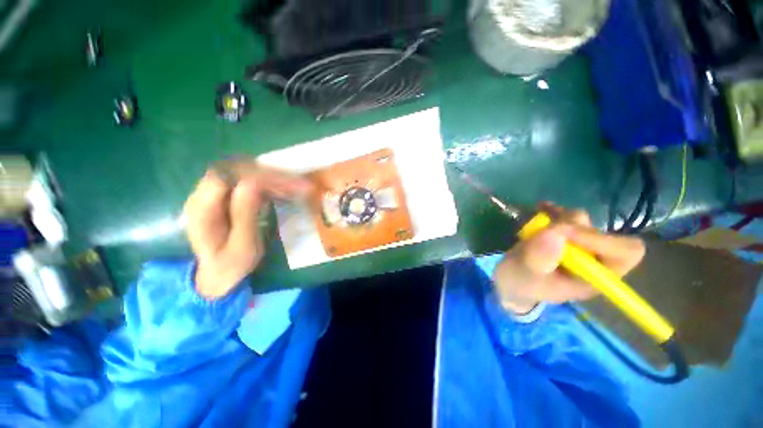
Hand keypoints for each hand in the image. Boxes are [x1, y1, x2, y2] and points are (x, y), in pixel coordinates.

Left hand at [184, 163, 311, 299]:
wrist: (217, 275)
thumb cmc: (231, 265)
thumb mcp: (242, 246)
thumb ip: (245, 215)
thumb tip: (252, 184)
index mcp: (201, 209)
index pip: (226, 176)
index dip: (256, 174)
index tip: (285, 183)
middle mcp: (203, 195)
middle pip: (236, 170)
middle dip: (269, 174)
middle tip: (298, 183)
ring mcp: (215, 195)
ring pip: (244, 173)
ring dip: (271, 177)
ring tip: (296, 186)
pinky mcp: (227, 197)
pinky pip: (248, 182)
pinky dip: (269, 183)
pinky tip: (284, 190)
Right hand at [493, 204, 645, 314]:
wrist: (509, 280)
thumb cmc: (520, 283)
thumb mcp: (525, 274)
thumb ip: (539, 257)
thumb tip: (557, 231)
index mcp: (594, 277)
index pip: (625, 253)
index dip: (601, 240)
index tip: (566, 232)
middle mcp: (593, 260)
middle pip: (601, 232)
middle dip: (572, 227)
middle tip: (545, 229)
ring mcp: (578, 246)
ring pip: (582, 221)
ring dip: (559, 217)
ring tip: (536, 223)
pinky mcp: (563, 235)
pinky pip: (565, 216)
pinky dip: (553, 210)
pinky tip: (541, 209)